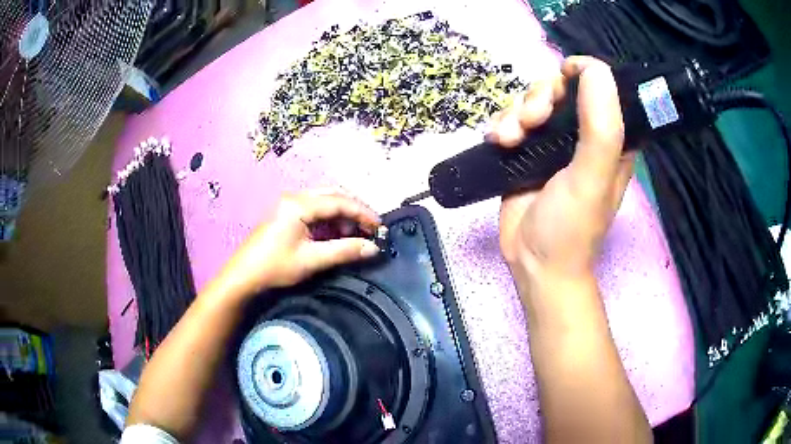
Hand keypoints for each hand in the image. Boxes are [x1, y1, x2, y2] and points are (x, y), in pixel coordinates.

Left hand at [214, 189, 380, 298]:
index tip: (380, 227)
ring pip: (324, 202)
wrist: (243, 276)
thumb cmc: (275, 267)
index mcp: (299, 204)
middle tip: (369, 229)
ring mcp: (289, 205)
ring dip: (342, 216)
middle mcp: (295, 198)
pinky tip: (336, 235)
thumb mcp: (312, 260)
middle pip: (333, 196)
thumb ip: (344, 251)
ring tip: (353, 235)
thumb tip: (374, 248)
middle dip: (353, 211)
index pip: (339, 202)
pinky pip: (315, 211)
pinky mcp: (286, 215)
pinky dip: (329, 221)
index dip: (362, 213)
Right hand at [492, 57, 634, 281]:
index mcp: (610, 138)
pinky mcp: (526, 151)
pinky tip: (499, 142)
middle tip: (532, 122)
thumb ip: (601, 124)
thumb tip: (594, 68)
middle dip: (540, 96)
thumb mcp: (592, 177)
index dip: (581, 74)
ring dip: (516, 112)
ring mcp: (553, 142)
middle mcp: (583, 135)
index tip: (563, 78)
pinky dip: (502, 124)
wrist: (534, 264)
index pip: (600, 87)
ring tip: (509, 140)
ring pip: (532, 100)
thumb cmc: (571, 227)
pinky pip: (512, 119)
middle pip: (560, 88)